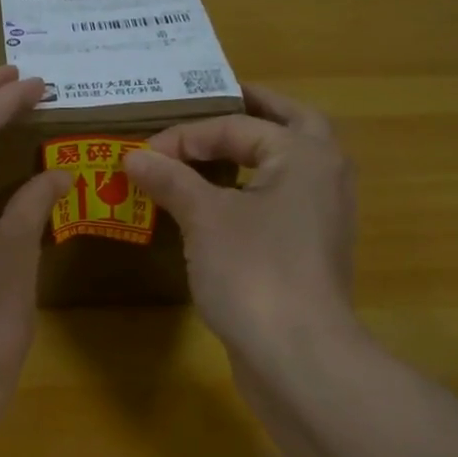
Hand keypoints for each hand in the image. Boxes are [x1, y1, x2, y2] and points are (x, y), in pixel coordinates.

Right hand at [123, 84, 363, 377]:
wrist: (297, 354)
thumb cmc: (253, 271)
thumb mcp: (204, 218)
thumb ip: (170, 179)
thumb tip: (133, 156)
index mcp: (305, 154)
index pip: (238, 125)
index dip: (186, 134)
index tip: (142, 153)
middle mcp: (324, 176)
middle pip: (290, 126)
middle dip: (254, 112)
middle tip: (217, 102)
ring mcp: (322, 216)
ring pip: (289, 166)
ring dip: (256, 151)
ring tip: (215, 149)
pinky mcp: (309, 251)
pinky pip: (280, 202)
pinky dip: (253, 190)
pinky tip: (221, 204)